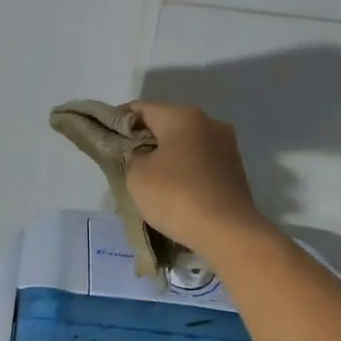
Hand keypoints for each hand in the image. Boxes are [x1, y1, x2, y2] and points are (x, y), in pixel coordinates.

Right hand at [124, 101, 267, 253]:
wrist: (227, 231)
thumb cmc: (175, 195)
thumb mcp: (136, 175)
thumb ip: (131, 155)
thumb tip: (140, 154)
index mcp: (183, 116)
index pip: (141, 109)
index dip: (118, 121)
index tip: (104, 139)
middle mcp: (209, 123)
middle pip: (166, 125)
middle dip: (144, 141)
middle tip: (124, 162)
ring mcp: (227, 146)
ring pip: (185, 145)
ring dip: (166, 157)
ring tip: (148, 180)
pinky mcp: (235, 170)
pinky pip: (200, 163)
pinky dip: (184, 172)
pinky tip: (173, 191)